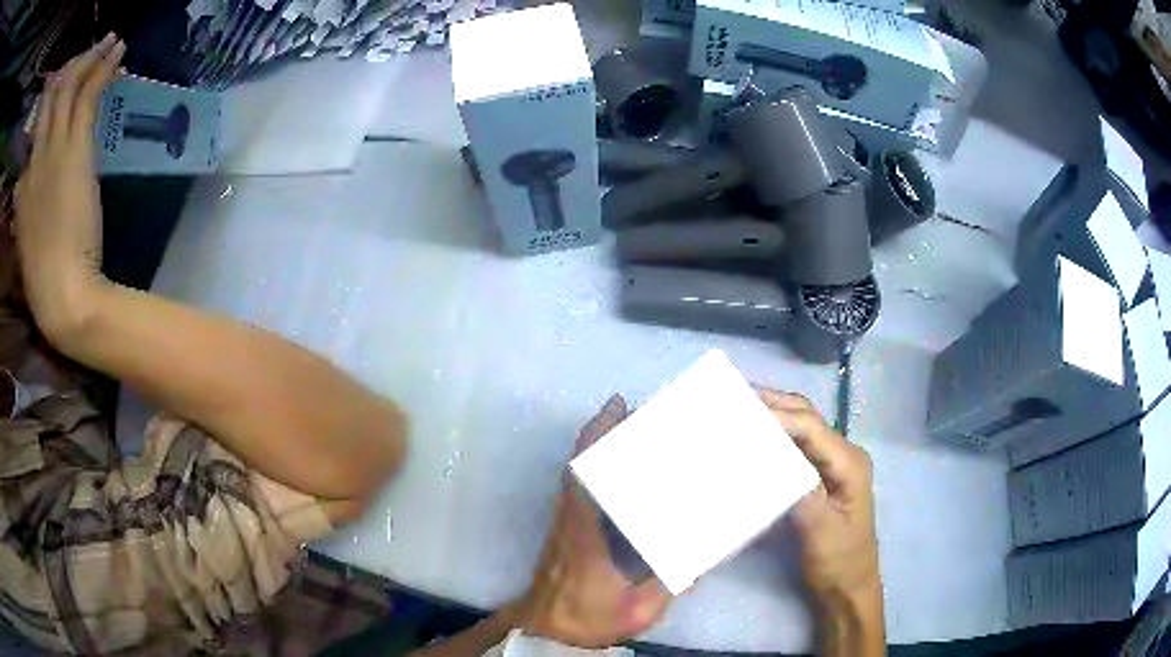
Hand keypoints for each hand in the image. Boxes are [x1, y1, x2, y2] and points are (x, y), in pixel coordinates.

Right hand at [13, 34, 124, 342]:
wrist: (61, 297)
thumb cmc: (45, 282)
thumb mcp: (25, 247)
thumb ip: (22, 215)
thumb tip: (20, 193)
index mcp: (21, 191)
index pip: (32, 139)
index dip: (45, 112)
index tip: (56, 97)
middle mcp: (33, 163)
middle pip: (49, 103)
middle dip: (67, 72)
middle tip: (86, 55)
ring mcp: (52, 151)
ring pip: (69, 87)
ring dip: (90, 57)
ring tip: (108, 40)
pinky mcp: (74, 147)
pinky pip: (88, 94)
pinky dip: (103, 67)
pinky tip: (118, 49)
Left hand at [517, 395, 672, 647]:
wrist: (544, 629)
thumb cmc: (586, 618)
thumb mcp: (636, 610)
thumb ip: (669, 585)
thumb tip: (701, 558)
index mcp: (585, 534)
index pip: (585, 476)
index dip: (598, 437)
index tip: (617, 407)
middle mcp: (569, 519)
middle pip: (578, 464)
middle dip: (601, 432)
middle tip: (632, 410)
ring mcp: (562, 523)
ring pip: (574, 474)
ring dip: (595, 447)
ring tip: (627, 430)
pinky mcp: (563, 530)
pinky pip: (575, 488)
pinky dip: (591, 468)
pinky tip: (614, 470)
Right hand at [758, 389, 884, 654]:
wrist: (848, 588)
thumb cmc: (839, 563)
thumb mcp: (822, 533)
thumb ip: (802, 494)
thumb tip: (770, 460)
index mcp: (849, 463)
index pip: (810, 428)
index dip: (775, 417)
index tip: (737, 415)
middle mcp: (843, 455)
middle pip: (806, 418)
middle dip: (771, 405)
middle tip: (729, 401)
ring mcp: (832, 464)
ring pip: (800, 428)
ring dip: (770, 417)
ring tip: (734, 412)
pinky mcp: (819, 476)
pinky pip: (795, 447)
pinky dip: (772, 438)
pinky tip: (750, 441)